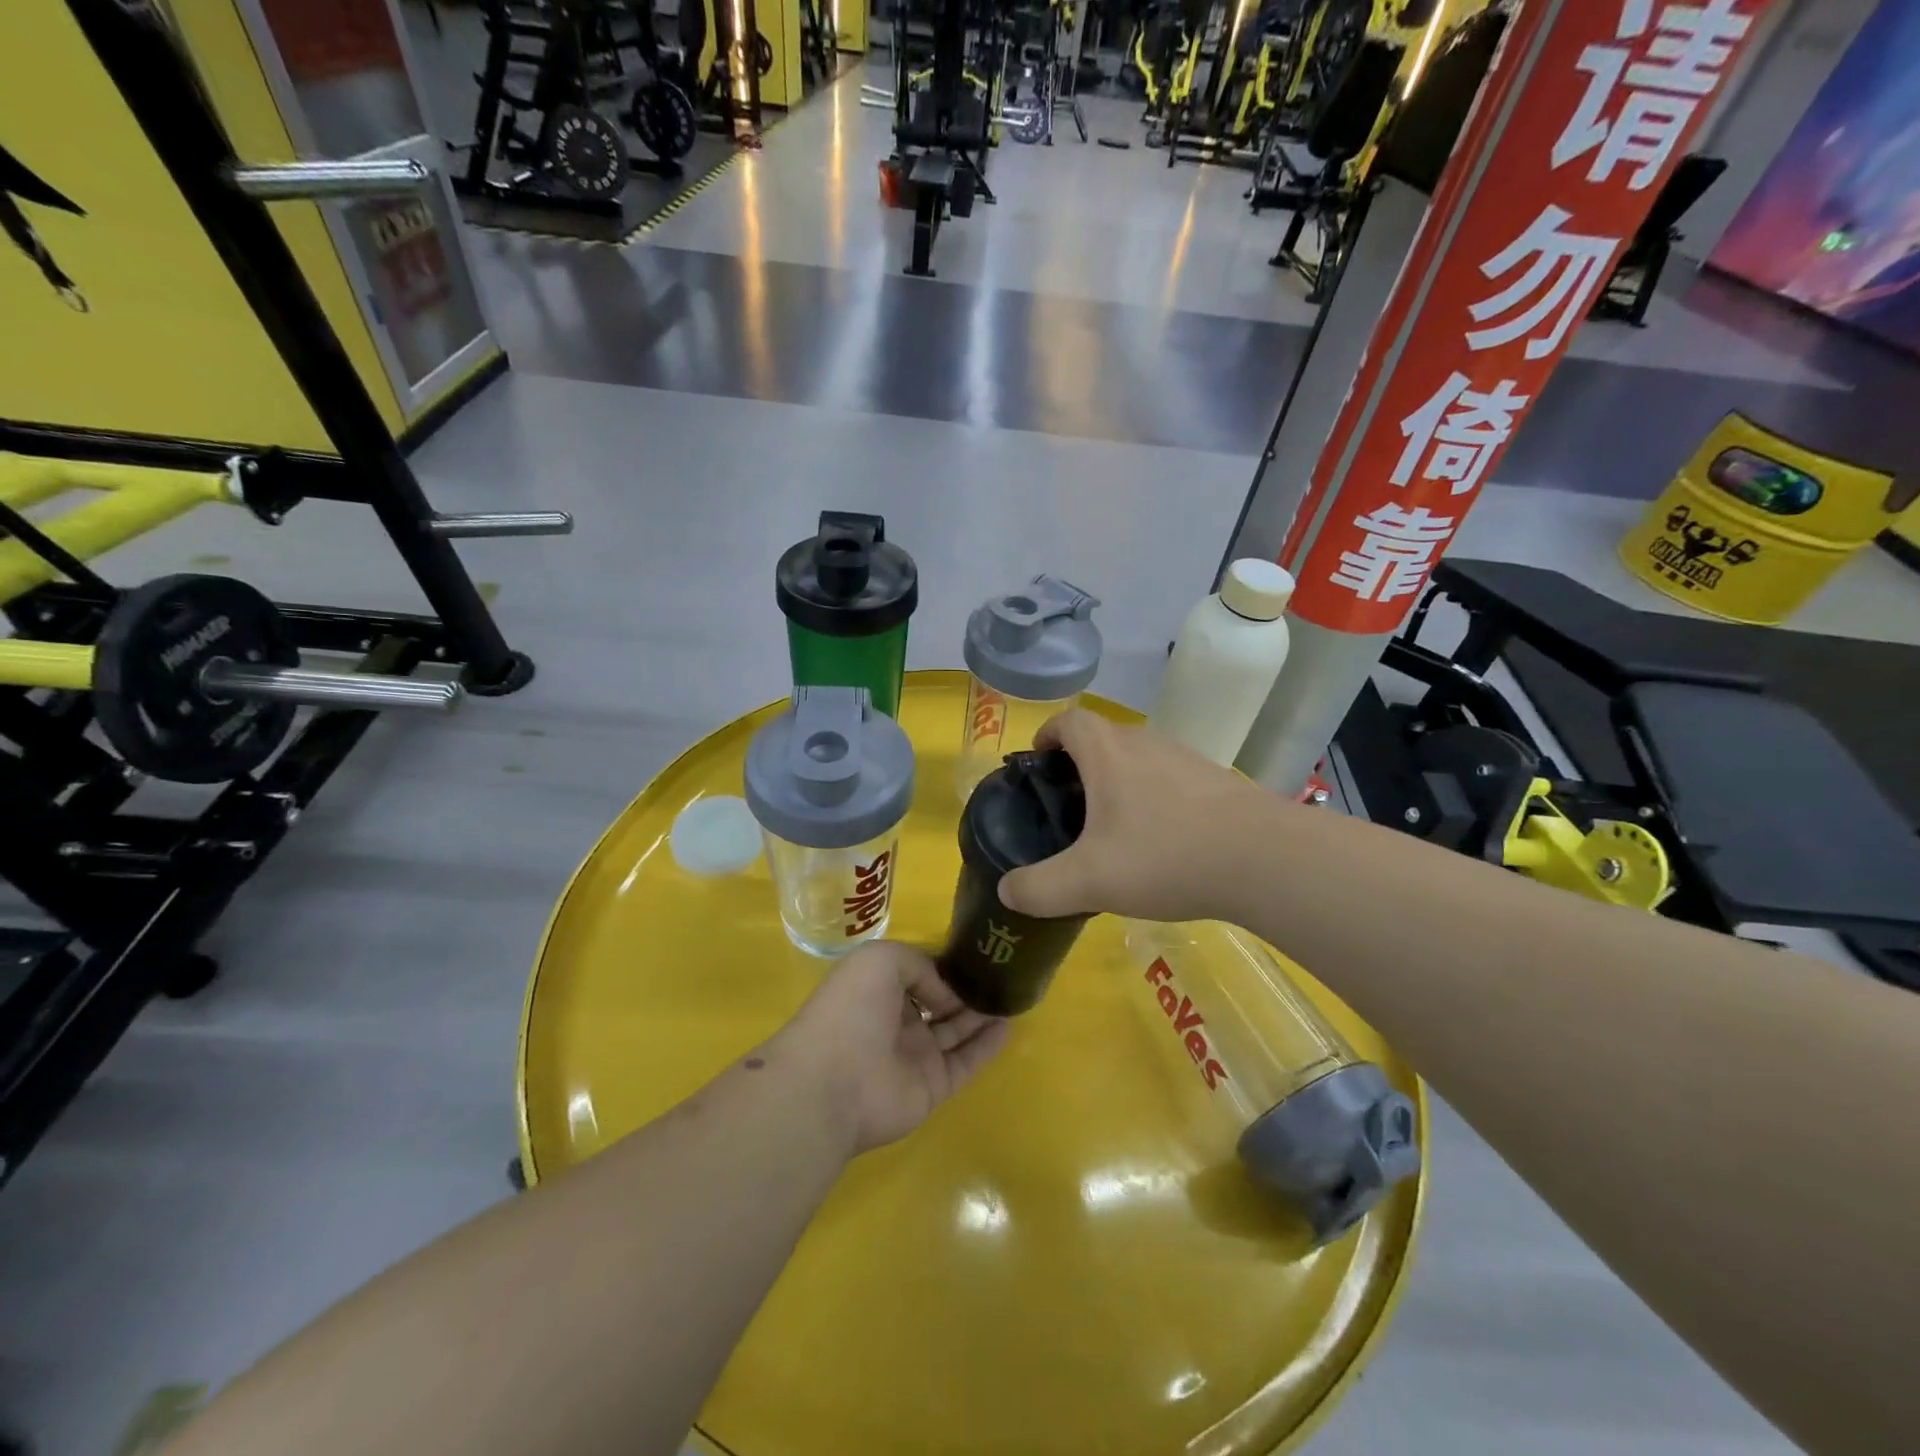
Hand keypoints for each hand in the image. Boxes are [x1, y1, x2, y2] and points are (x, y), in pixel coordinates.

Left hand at [773, 942, 1009, 1155]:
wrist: (833, 1084)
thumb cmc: (852, 1010)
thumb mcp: (881, 960)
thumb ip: (920, 965)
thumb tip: (946, 994)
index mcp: (877, 989)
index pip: (917, 974)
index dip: (942, 965)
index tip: (973, 954)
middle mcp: (896, 1021)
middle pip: (939, 1002)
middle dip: (966, 990)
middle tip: (1002, 975)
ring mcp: (915, 1056)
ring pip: (956, 1031)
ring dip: (982, 1014)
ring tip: (1013, 995)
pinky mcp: (932, 1086)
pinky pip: (966, 1062)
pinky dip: (988, 1046)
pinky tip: (1009, 1025)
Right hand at [997, 708, 1278, 922]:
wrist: (1264, 858)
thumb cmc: (1165, 855)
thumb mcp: (1089, 881)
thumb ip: (1040, 888)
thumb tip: (1008, 890)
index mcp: (1108, 753)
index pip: (1069, 720)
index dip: (1048, 734)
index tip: (1038, 762)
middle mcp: (1145, 744)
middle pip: (1103, 737)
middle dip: (1079, 764)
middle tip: (1068, 807)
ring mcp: (1185, 759)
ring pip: (1139, 758)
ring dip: (1118, 781)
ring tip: (1112, 829)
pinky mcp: (1216, 782)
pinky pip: (1170, 779)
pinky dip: (1154, 798)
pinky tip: (1161, 842)